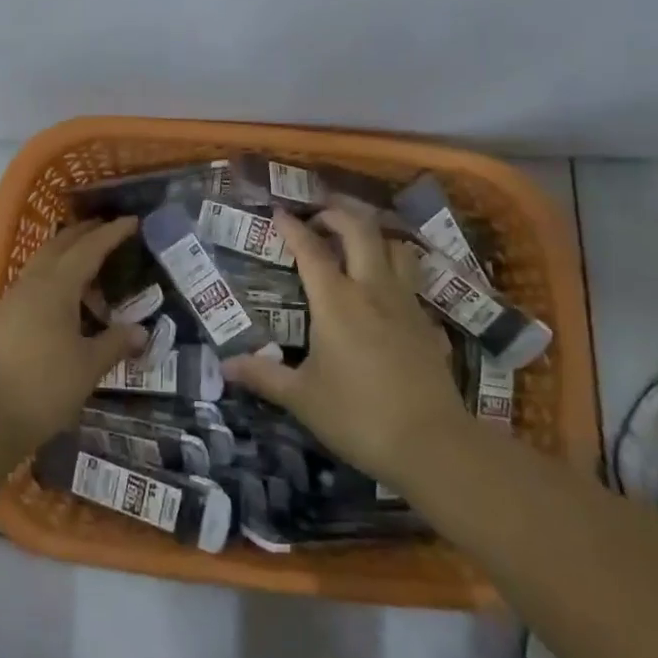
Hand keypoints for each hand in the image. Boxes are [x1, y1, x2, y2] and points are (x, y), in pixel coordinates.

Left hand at [0, 218, 147, 455]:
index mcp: (56, 286)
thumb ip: (115, 343)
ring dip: (66, 257)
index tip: (132, 221)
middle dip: (84, 234)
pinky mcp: (1, 320)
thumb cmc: (43, 386)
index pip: (89, 249)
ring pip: (42, 264)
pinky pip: (32, 285)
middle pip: (60, 246)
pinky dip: (53, 280)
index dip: (112, 234)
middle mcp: (32, 283)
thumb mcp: (88, 366)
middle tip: (108, 230)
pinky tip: (63, 303)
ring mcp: (11, 300)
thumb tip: (141, 330)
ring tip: (90, 268)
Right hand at [220, 208, 468, 486]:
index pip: (311, 250)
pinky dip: (398, 274)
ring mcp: (406, 304)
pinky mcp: (428, 324)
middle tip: (319, 216)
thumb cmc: (358, 416)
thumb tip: (225, 365)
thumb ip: (263, 375)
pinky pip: (413, 284)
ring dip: (375, 237)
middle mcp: (373, 290)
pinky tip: (389, 294)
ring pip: (397, 248)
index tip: (279, 212)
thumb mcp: (302, 398)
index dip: (293, 227)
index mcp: (336, 301)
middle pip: (361, 231)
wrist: (432, 445)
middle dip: (338, 215)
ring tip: (357, 244)